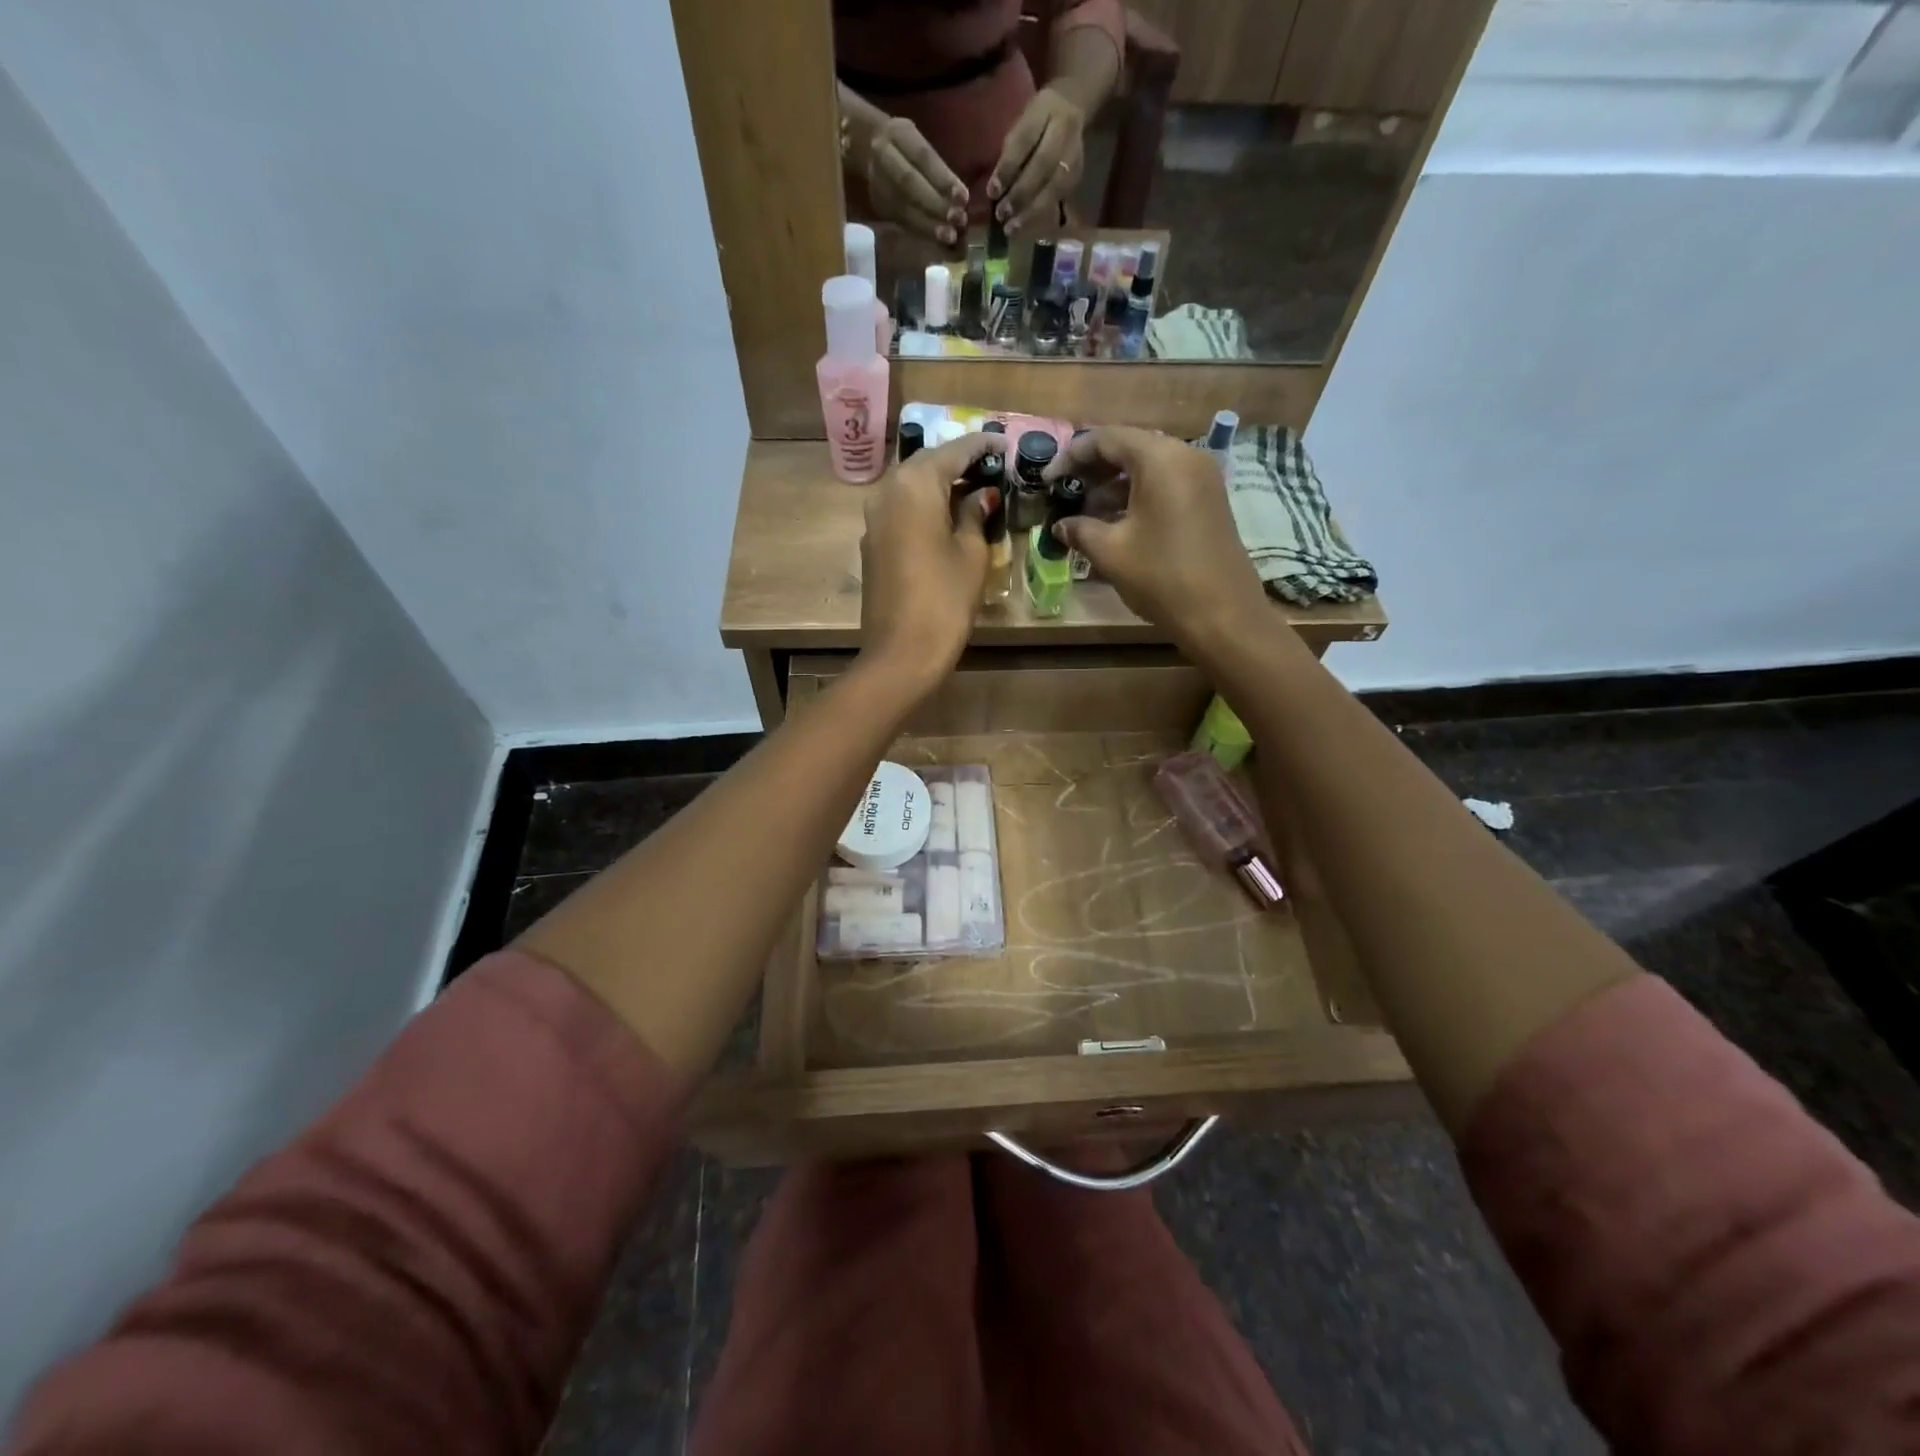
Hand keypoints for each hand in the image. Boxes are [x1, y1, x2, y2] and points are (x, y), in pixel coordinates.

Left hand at [860, 432, 1004, 684]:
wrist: (900, 653)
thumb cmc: (945, 599)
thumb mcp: (971, 553)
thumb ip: (974, 514)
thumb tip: (980, 494)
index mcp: (915, 485)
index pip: (953, 451)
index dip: (981, 445)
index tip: (1003, 443)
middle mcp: (887, 491)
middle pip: (926, 464)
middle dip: (957, 462)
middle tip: (990, 467)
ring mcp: (873, 519)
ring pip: (910, 487)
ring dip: (939, 484)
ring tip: (972, 489)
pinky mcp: (872, 544)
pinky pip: (901, 510)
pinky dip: (924, 506)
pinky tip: (947, 517)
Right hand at [864, 115, 968, 246]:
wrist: (868, 147)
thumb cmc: (906, 146)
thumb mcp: (920, 141)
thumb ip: (937, 166)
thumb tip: (961, 200)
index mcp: (898, 134)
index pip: (923, 157)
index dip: (943, 179)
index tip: (963, 197)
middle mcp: (884, 157)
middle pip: (910, 184)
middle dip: (936, 204)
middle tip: (957, 220)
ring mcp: (878, 183)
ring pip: (905, 207)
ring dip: (929, 225)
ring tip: (949, 236)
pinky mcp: (880, 206)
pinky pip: (902, 221)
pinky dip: (922, 232)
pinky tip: (937, 241)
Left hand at [987, 85, 1085, 235]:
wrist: (1073, 107)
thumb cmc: (1037, 120)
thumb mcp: (1020, 123)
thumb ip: (1010, 152)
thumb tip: (995, 190)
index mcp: (1045, 110)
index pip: (1025, 140)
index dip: (1008, 168)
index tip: (992, 191)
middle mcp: (1064, 132)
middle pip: (1042, 167)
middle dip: (1019, 194)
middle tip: (1001, 214)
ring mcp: (1074, 156)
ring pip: (1053, 188)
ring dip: (1030, 212)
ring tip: (1011, 228)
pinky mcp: (1077, 176)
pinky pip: (1058, 199)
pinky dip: (1040, 215)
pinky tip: (1025, 227)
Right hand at [1044, 427, 1268, 646]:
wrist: (1222, 615)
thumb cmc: (1162, 577)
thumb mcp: (1111, 552)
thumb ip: (1080, 530)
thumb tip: (1059, 526)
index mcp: (1160, 459)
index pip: (1106, 439)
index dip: (1071, 456)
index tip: (1048, 480)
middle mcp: (1185, 456)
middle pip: (1130, 448)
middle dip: (1093, 470)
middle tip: (1065, 493)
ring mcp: (1202, 478)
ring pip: (1148, 468)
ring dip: (1114, 486)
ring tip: (1085, 513)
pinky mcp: (1208, 501)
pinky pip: (1165, 485)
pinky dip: (1137, 496)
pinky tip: (1115, 522)